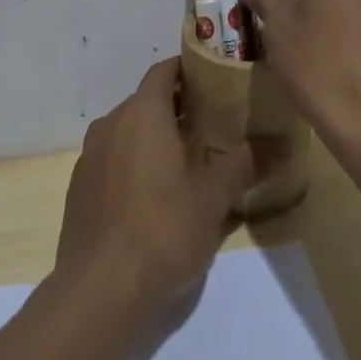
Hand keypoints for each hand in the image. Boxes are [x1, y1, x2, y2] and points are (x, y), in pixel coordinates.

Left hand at [55, 59, 255, 316]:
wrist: (98, 290)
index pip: (164, 71)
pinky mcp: (78, 188)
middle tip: (212, 122)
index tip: (215, 78)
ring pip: (127, 131)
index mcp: (142, 114)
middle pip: (146, 100)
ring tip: (186, 159)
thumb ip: (245, 164)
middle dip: (177, 106)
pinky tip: (153, 194)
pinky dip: (133, 162)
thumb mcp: (213, 197)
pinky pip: (111, 159)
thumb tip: (281, 145)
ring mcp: (89, 157)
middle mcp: (111, 124)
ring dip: (153, 136)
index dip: (188, 69)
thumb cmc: (162, 230)